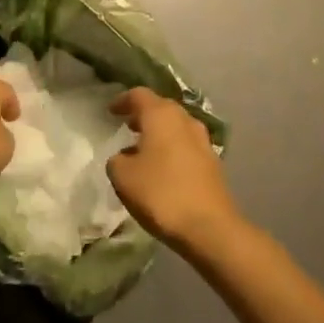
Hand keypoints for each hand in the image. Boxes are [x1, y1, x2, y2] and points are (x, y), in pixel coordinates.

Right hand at [107, 88, 242, 254]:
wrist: (209, 227)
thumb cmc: (160, 193)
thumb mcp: (122, 176)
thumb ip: (116, 160)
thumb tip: (124, 156)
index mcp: (161, 115)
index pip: (139, 95)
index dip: (123, 100)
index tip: (111, 111)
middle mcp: (184, 120)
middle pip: (161, 107)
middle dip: (143, 115)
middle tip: (127, 127)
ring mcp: (203, 141)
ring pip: (176, 127)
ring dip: (160, 133)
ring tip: (143, 148)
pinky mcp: (213, 163)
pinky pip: (187, 146)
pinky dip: (172, 149)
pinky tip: (163, 168)